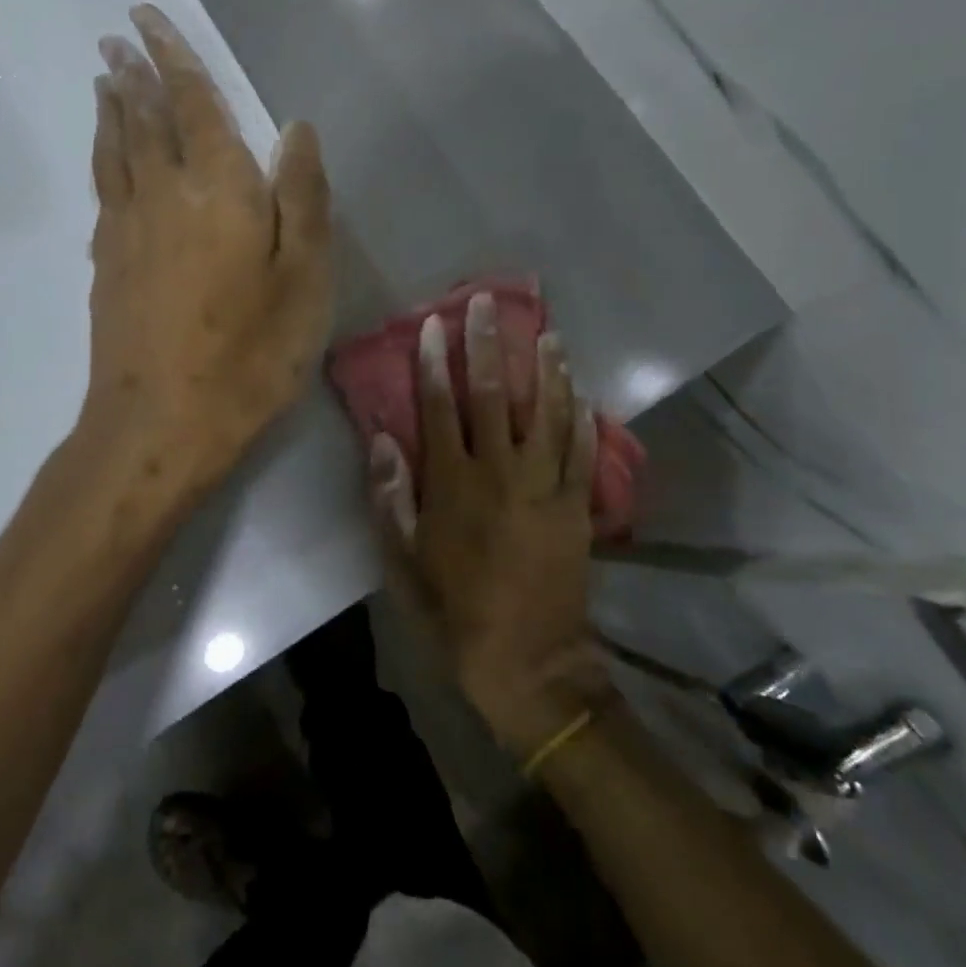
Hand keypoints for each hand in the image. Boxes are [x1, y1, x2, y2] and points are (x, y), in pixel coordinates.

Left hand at [84, 4, 332, 506]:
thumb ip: (301, 197)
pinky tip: (106, 157)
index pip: (193, 104)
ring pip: (116, 150)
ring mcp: (126, 228)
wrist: (160, 423)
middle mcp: (163, 193)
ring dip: (112, 108)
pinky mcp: (106, 263)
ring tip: (105, 78)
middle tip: (116, 37)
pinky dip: (103, 156)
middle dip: (133, 72)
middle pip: (144, 118)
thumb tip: (294, 128)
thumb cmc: (249, 355)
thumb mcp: (305, 280)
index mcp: (218, 189)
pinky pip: (103, 188)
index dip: (173, 57)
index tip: (146, 19)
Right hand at [372, 291, 615, 755]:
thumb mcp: (403, 561)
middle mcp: (500, 473)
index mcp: (453, 484)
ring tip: (548, 333)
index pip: (441, 407)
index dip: (436, 362)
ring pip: (547, 414)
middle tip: (489, 303)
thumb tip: (382, 437)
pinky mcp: (576, 508)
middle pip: (495, 396)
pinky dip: (582, 419)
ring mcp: (545, 488)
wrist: (528, 663)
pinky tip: (583, 391)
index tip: (435, 324)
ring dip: (546, 370)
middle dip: (489, 345)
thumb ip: (391, 496)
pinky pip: (582, 453)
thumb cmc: (453, 609)